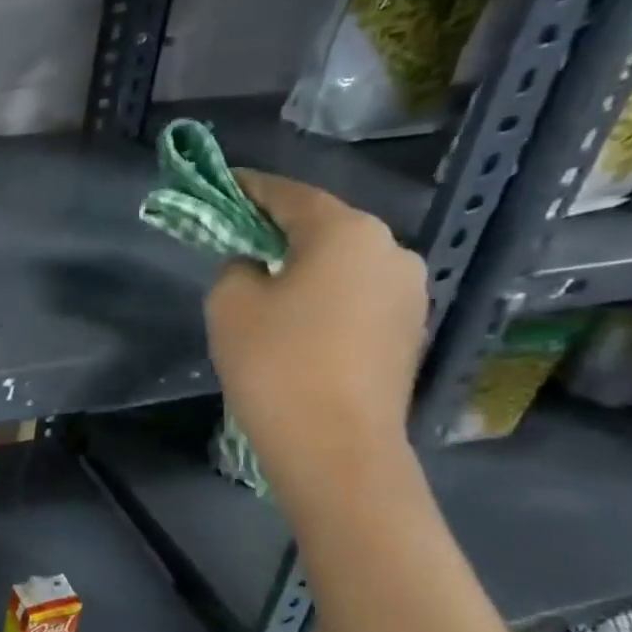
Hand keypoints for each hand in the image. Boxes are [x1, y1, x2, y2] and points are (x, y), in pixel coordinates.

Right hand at [206, 170, 427, 508]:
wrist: (336, 447)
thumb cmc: (276, 364)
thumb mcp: (230, 304)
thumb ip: (236, 267)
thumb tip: (255, 267)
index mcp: (346, 232)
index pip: (289, 194)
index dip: (250, 188)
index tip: (222, 184)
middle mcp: (390, 250)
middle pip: (323, 227)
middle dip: (279, 229)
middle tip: (239, 240)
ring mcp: (408, 293)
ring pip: (343, 264)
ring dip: (305, 266)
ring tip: (267, 287)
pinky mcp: (408, 331)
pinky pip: (358, 296)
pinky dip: (326, 296)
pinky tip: (299, 322)